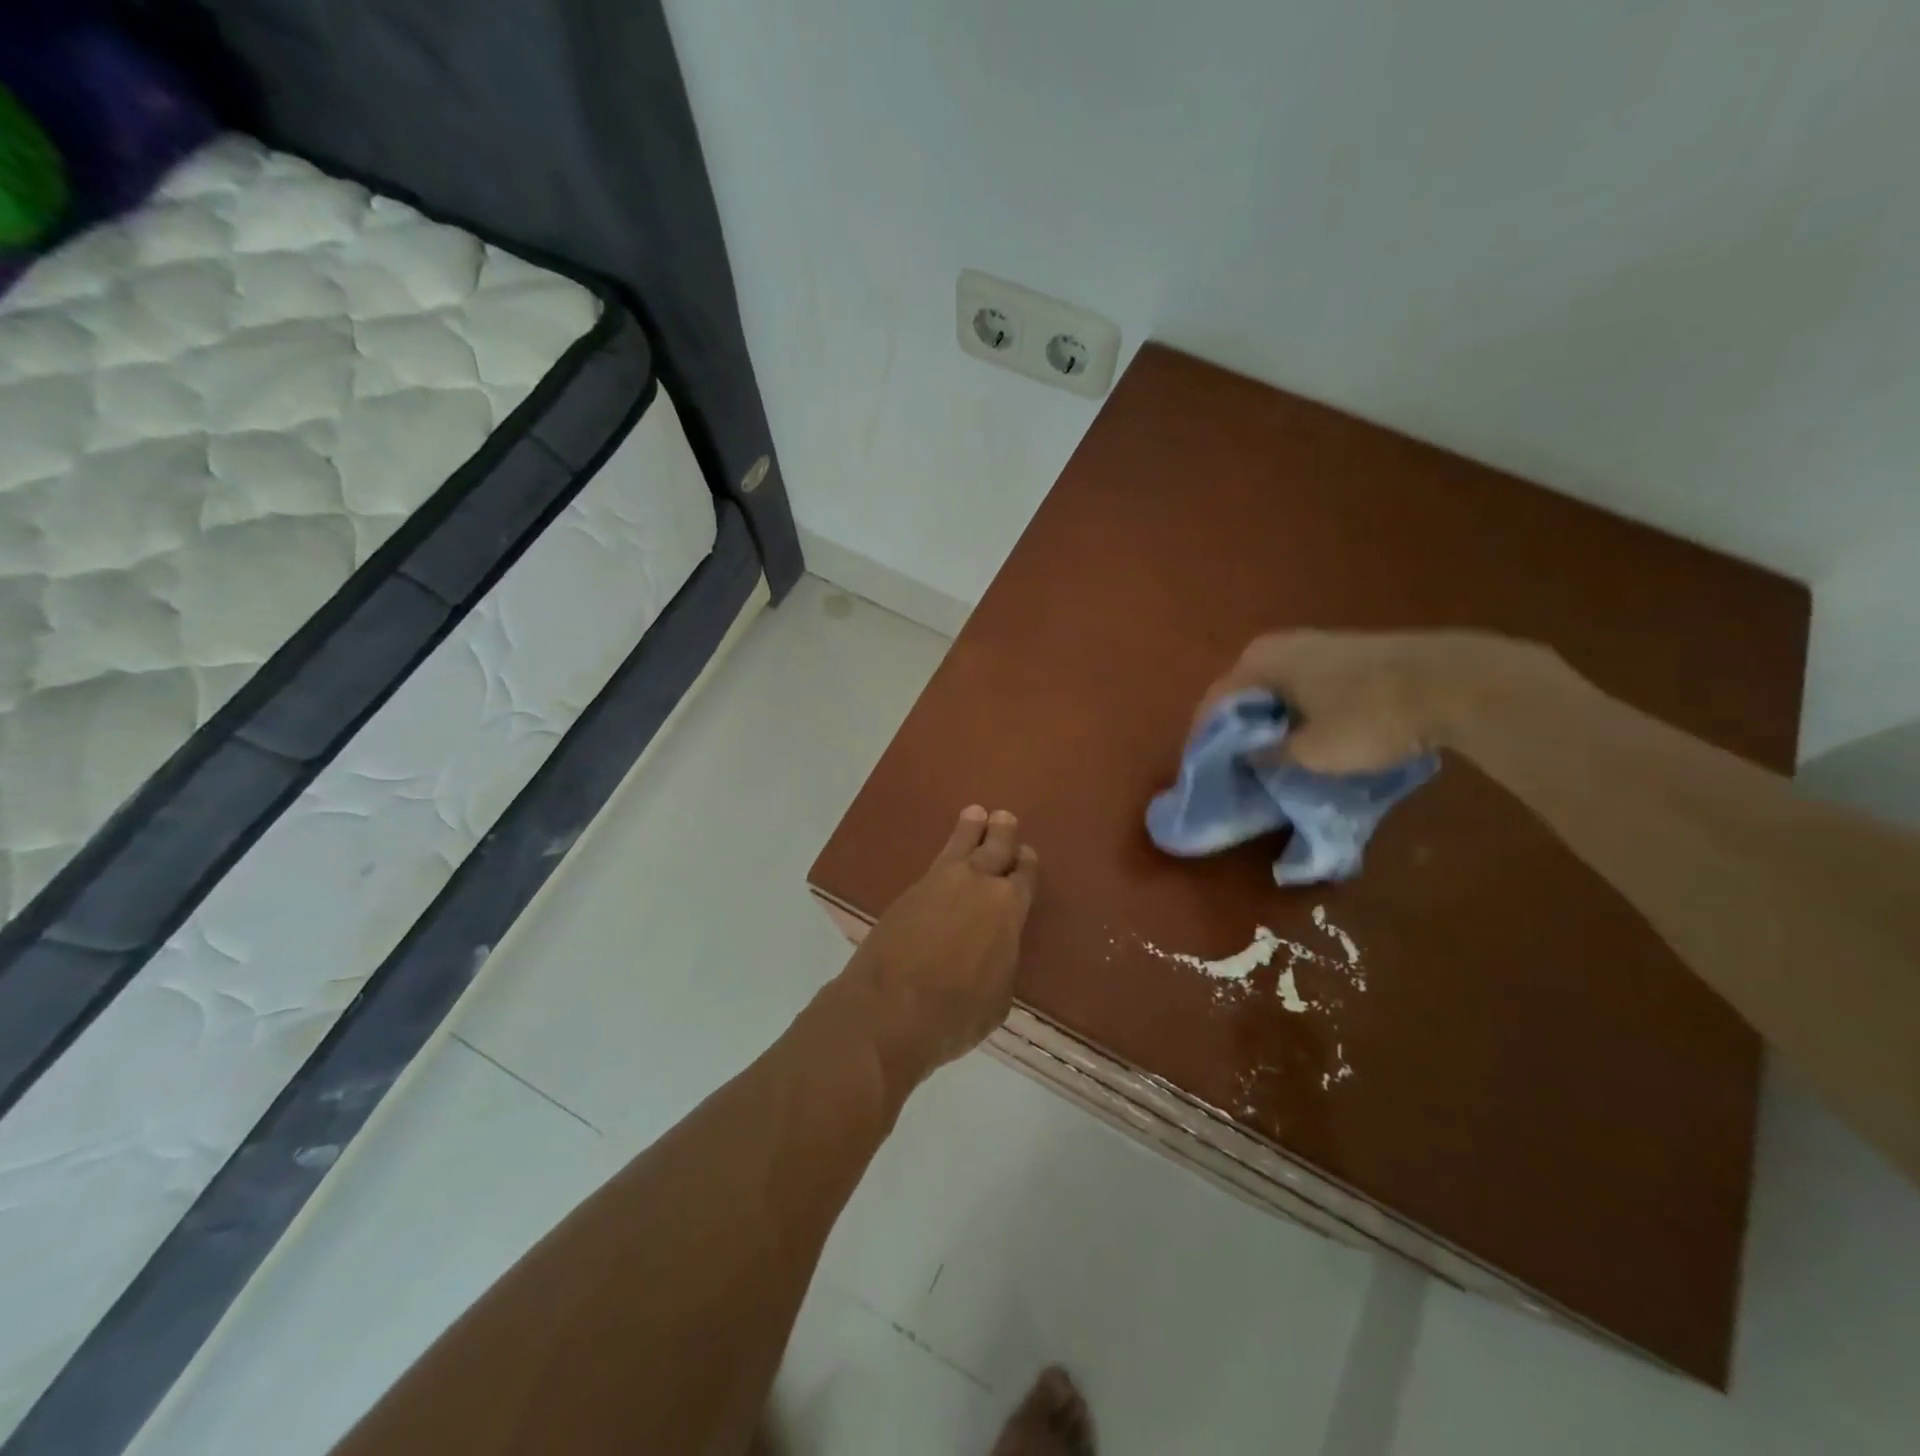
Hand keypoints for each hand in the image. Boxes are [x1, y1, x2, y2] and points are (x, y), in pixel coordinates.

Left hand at [843, 806, 1038, 1084]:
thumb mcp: (998, 998)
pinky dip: (946, 852)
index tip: (1026, 856)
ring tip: (975, 814)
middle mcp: (978, 884)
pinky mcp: (908, 891)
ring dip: (971, 828)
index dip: (1026, 864)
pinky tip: (946, 856)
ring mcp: (938, 883)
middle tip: (1004, 818)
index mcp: (1009, 909)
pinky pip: (935, 861)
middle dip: (1002, 832)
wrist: (889, 1009)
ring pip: (961, 844)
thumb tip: (994, 950)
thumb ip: (1001, 961)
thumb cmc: (955, 1013)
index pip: (1024, 876)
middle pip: (995, 847)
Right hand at [1198, 630, 1559, 774]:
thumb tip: (1247, 757)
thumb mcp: (1312, 752)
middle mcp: (1281, 643)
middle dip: (1240, 729)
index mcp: (1259, 661)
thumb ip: (1269, 755)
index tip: (1208, 770)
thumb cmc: (1369, 717)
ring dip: (1272, 719)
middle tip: (1240, 764)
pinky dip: (1299, 709)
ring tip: (1275, 754)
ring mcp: (1318, 643)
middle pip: (1245, 693)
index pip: (1215, 702)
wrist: (1456, 682)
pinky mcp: (1349, 652)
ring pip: (1277, 688)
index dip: (1209, 739)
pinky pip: (1305, 685)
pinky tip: (1312, 733)